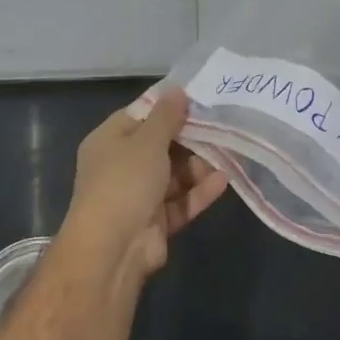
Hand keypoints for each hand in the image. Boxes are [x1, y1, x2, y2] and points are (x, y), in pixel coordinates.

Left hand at [60, 88, 228, 276]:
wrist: (113, 249)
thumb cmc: (125, 182)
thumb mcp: (147, 140)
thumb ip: (166, 116)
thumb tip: (177, 90)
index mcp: (109, 141)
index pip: (140, 115)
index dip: (167, 106)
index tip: (199, 98)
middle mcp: (121, 166)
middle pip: (161, 146)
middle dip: (190, 138)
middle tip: (222, 124)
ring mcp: (138, 196)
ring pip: (174, 175)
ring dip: (199, 166)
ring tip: (230, 151)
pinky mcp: (155, 221)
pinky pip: (181, 201)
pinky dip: (199, 191)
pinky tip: (223, 179)